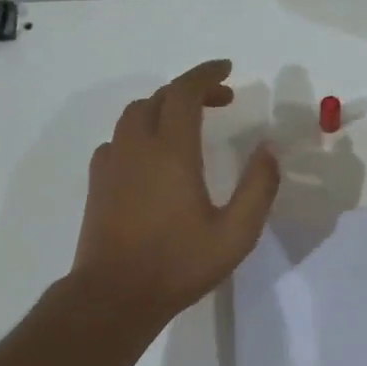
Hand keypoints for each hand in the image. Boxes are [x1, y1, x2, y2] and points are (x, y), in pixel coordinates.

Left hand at [72, 60, 279, 320]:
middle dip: (191, 90)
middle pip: (159, 98)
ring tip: (189, 123)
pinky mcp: (98, 183)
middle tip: (221, 100)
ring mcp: (112, 164)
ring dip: (164, 107)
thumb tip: (268, 150)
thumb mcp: (235, 233)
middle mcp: (137, 147)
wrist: (113, 296)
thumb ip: (258, 188)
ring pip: (134, 115)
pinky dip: (141, 132)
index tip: (228, 69)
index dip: (206, 74)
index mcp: (171, 152)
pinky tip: (154, 155)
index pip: (184, 92)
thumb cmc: (178, 264)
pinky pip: (118, 139)